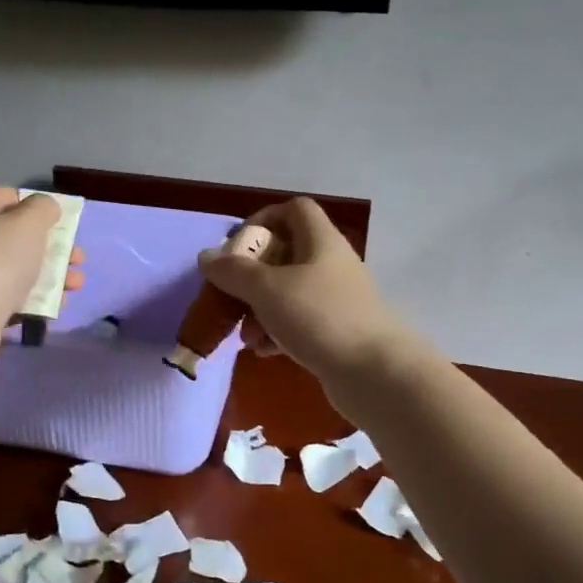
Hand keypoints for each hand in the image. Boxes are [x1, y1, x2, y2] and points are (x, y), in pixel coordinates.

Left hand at [0, 188, 83, 371]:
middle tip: (77, 258)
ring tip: (75, 285)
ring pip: (20, 268)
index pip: (8, 197)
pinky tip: (56, 306)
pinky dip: (36, 299)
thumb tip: (45, 208)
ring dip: (52, 274)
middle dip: (53, 246)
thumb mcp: (28, 222)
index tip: (62, 221)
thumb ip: (43, 208)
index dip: (37, 205)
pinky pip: (13, 297)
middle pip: (18, 236)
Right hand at [196, 197, 408, 382]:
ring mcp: (335, 299)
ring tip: (245, 335)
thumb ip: (233, 271)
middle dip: (251, 276)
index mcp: (320, 242)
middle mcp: (330, 264)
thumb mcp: (268, 290)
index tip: (237, 247)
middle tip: (231, 295)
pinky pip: (298, 322)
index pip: (294, 210)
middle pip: (284, 254)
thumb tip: (207, 257)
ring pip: (288, 292)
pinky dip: (276, 332)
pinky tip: (263, 351)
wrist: (375, 373)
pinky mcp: (336, 331)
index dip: (263, 219)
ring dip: (260, 309)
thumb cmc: (320, 318)